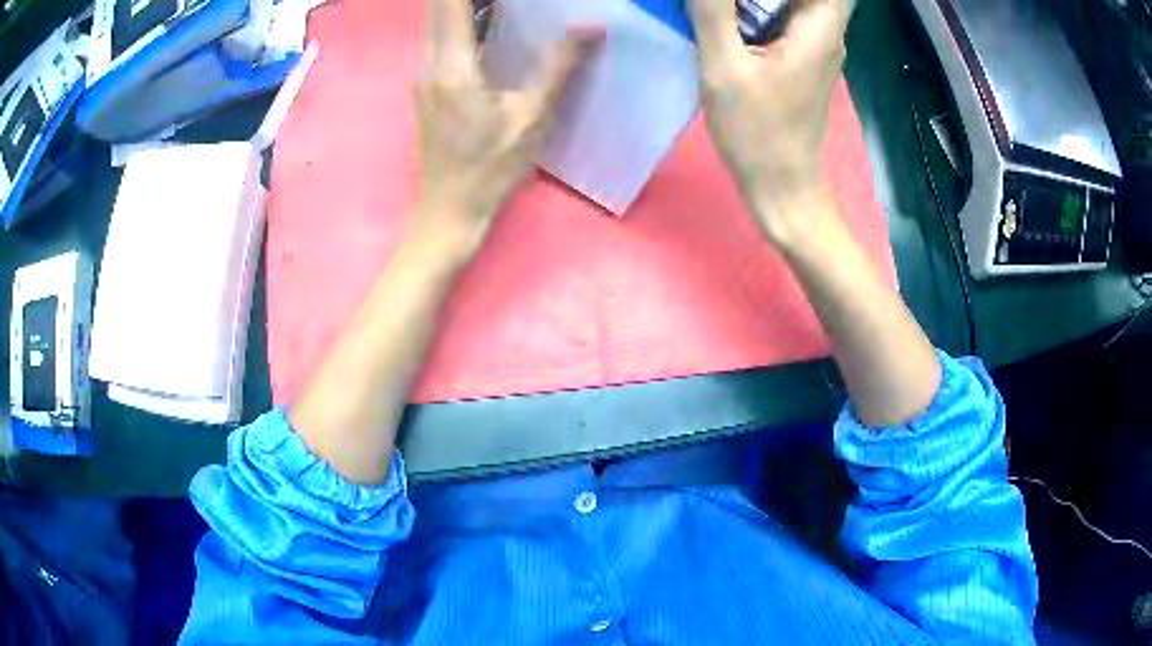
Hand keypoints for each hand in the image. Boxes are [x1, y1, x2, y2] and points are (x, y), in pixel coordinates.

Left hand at [415, 0, 599, 256]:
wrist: (449, 210)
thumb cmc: (491, 168)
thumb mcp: (532, 117)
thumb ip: (559, 67)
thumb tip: (590, 28)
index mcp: (453, 65)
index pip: (453, 5)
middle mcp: (429, 64)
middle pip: (442, 10)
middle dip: (471, 0)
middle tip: (511, 4)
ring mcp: (422, 77)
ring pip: (438, 25)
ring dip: (467, 10)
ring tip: (504, 10)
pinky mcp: (424, 90)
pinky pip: (439, 44)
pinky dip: (461, 28)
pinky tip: (487, 32)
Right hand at [688, 0, 849, 242]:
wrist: (780, 185)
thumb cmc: (757, 132)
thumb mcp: (725, 67)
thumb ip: (714, 12)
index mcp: (819, 30)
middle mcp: (827, 34)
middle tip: (734, 2)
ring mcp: (816, 48)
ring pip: (800, 1)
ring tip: (728, 7)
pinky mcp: (802, 60)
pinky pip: (788, 17)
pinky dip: (763, 6)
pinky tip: (732, 13)